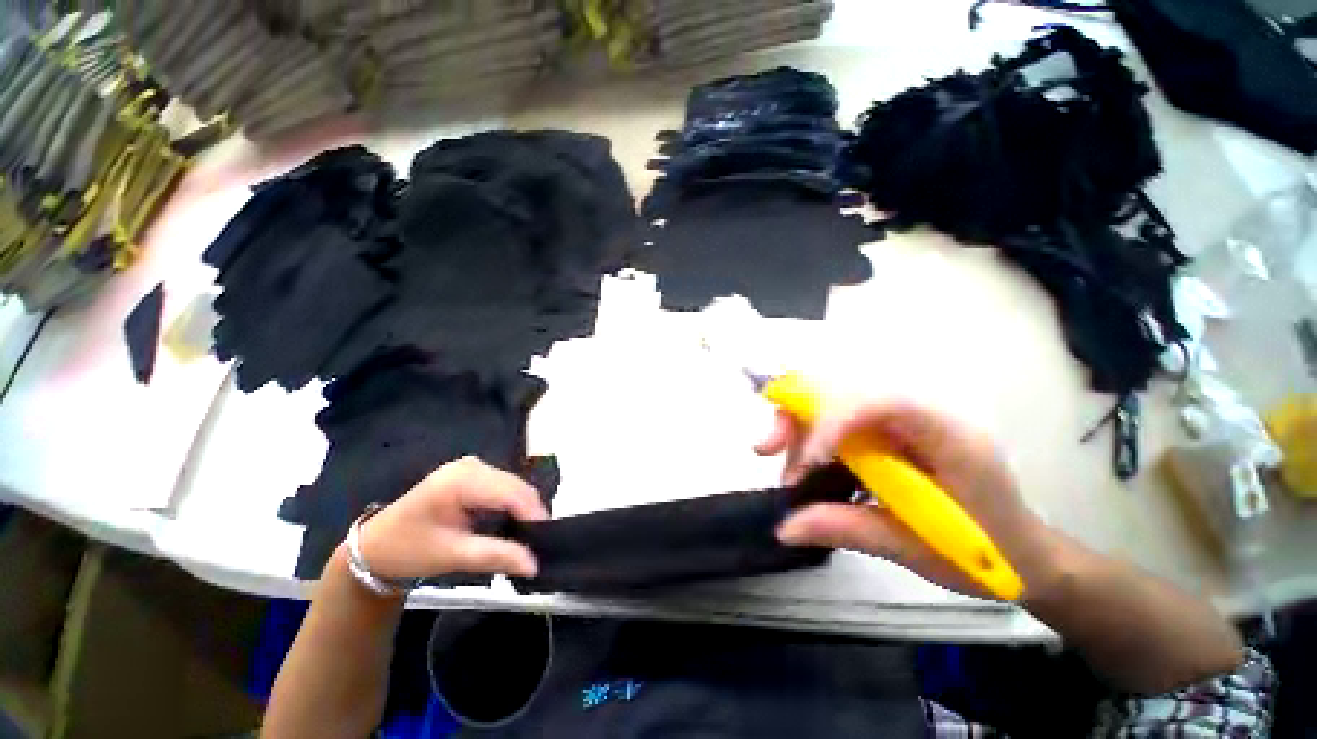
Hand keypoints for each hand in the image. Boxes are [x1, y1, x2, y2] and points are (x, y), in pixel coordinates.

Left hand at [352, 457, 547, 582]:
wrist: (374, 546)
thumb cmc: (407, 550)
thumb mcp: (451, 555)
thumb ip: (496, 556)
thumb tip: (535, 564)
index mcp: (462, 479)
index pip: (511, 492)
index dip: (533, 514)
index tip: (546, 541)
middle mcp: (472, 466)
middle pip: (516, 486)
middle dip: (530, 513)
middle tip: (538, 543)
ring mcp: (473, 468)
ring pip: (514, 486)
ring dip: (523, 510)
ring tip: (528, 536)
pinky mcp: (474, 475)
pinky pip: (504, 487)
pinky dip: (513, 506)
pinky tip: (513, 524)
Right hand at [755, 401, 1056, 599]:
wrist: (1027, 559)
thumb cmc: (989, 557)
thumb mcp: (916, 547)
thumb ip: (848, 528)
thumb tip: (784, 526)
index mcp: (948, 436)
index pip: (881, 400)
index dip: (834, 418)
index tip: (805, 460)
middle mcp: (922, 416)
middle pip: (846, 392)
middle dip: (798, 414)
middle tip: (766, 448)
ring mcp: (905, 423)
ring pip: (836, 404)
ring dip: (798, 428)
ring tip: (785, 472)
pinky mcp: (891, 435)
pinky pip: (841, 424)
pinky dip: (812, 441)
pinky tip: (802, 468)